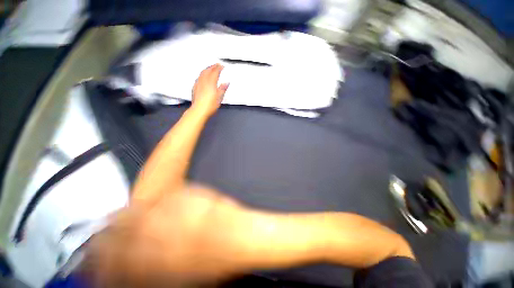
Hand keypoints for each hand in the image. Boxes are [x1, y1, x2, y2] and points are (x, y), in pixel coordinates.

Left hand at [191, 64, 228, 116]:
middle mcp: (203, 81)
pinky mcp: (195, 88)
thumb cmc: (210, 105)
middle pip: (208, 70)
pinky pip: (198, 77)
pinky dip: (202, 74)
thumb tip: (226, 83)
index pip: (215, 72)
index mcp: (211, 83)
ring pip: (202, 73)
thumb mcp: (219, 97)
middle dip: (212, 66)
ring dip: (206, 69)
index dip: (218, 68)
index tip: (221, 66)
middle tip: (216, 65)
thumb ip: (223, 89)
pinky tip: (202, 76)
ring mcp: (198, 84)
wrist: (199, 110)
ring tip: (210, 68)